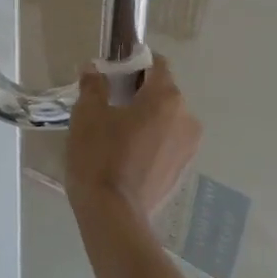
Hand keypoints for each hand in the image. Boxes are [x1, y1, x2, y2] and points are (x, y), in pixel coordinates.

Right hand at [65, 57, 201, 222]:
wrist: (113, 215)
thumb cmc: (100, 155)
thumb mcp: (88, 113)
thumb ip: (93, 85)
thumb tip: (94, 69)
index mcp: (166, 97)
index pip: (156, 64)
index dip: (135, 62)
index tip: (113, 71)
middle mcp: (186, 117)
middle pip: (163, 91)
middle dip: (139, 91)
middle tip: (110, 100)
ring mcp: (188, 147)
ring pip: (167, 118)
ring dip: (147, 116)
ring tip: (118, 129)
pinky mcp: (183, 170)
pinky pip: (168, 141)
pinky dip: (152, 139)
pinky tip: (128, 151)